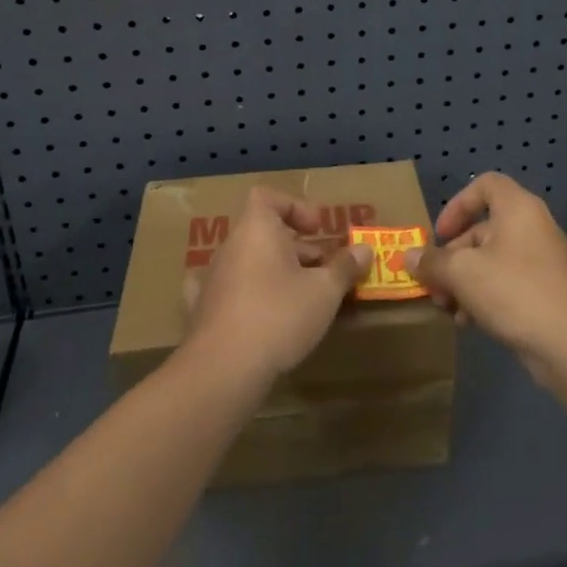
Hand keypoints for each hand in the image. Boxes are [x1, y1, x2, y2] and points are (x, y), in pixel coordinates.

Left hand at [181, 186, 370, 386]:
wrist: (224, 369)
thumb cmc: (279, 315)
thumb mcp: (324, 291)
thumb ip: (344, 267)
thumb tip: (364, 250)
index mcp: (256, 230)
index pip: (267, 197)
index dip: (294, 207)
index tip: (317, 230)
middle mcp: (230, 247)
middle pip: (263, 233)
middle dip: (296, 248)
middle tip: (323, 271)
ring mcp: (212, 278)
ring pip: (248, 262)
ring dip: (274, 272)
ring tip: (302, 298)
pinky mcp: (202, 310)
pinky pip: (225, 291)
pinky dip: (242, 294)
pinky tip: (252, 310)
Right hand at [408, 172, 566, 382]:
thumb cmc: (514, 291)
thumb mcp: (462, 273)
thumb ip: (432, 262)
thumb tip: (407, 257)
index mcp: (517, 209)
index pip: (485, 185)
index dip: (457, 204)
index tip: (440, 234)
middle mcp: (532, 227)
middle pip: (482, 229)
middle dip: (452, 257)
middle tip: (433, 283)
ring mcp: (542, 261)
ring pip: (492, 261)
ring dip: (464, 282)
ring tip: (446, 308)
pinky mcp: (546, 292)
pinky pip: (507, 284)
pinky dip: (484, 297)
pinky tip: (469, 323)